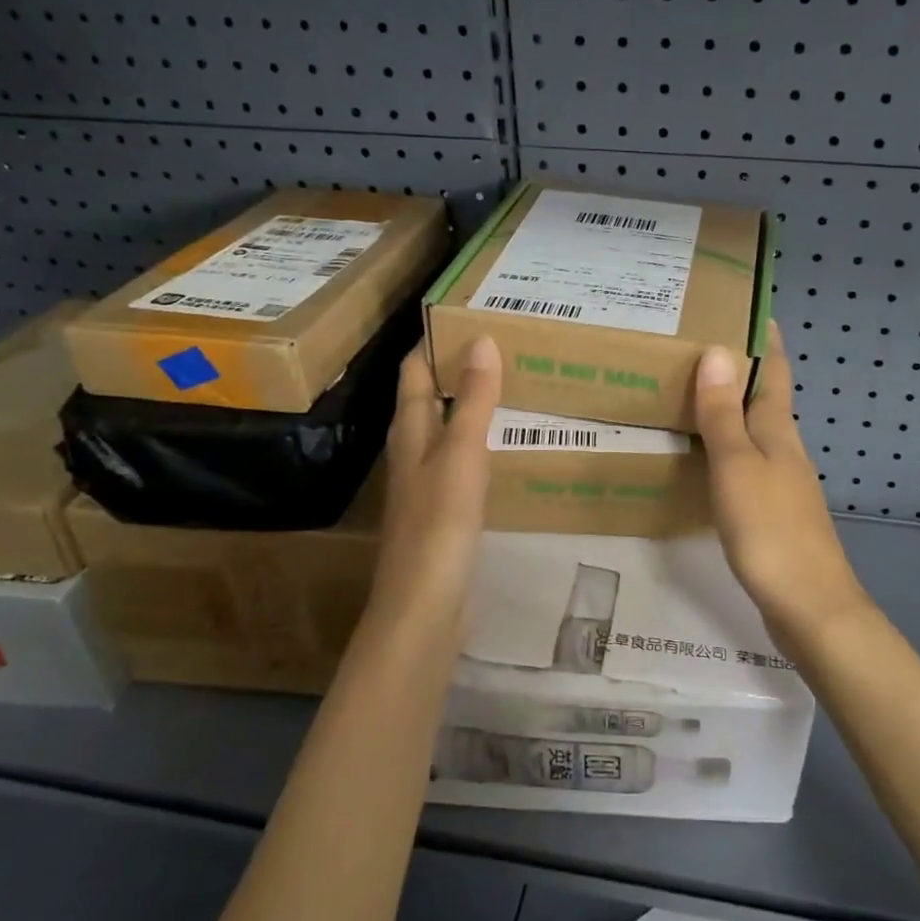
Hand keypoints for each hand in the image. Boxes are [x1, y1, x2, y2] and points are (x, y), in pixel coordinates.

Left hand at [368, 337, 501, 624]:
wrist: (425, 605)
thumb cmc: (440, 522)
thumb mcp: (461, 452)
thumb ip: (472, 399)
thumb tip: (481, 339)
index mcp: (410, 431)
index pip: (414, 371)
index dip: (434, 342)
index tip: (469, 316)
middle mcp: (411, 451)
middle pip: (426, 398)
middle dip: (455, 370)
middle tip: (502, 348)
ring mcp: (424, 484)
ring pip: (443, 431)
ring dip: (467, 407)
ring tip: (509, 387)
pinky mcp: (441, 512)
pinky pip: (458, 462)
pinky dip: (477, 443)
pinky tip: (503, 448)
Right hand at [695, 323, 868, 631]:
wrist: (810, 607)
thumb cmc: (771, 530)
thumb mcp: (738, 466)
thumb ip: (724, 414)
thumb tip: (718, 350)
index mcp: (778, 430)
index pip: (774, 370)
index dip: (763, 338)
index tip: (744, 305)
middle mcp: (784, 448)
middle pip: (764, 397)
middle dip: (738, 368)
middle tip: (693, 345)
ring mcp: (781, 482)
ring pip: (753, 431)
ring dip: (728, 408)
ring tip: (687, 393)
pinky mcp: (772, 512)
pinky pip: (744, 464)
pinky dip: (723, 447)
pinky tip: (700, 457)